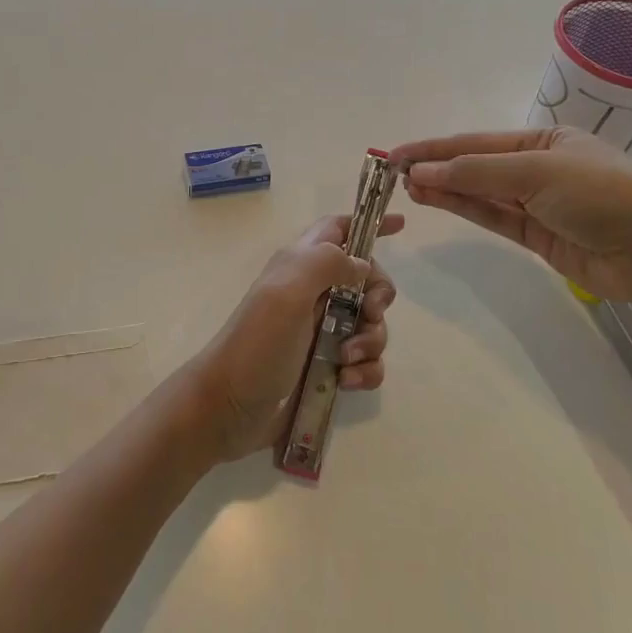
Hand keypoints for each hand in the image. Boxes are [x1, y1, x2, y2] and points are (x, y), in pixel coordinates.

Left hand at [182, 213, 403, 463]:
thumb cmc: (257, 343)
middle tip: (369, 312)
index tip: (401, 226)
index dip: (368, 224)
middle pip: (366, 280)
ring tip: (346, 359)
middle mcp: (312, 294)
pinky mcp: (327, 368)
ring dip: (370, 341)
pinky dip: (365, 370)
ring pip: (370, 325)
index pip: (337, 229)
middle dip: (378, 296)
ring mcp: (320, 332)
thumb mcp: (287, 290)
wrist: (230, 408)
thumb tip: (362, 265)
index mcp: (299, 265)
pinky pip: (366, 362)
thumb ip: (327, 263)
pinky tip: (347, 382)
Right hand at [390, 126, 631, 307]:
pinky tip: (435, 199)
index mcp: (545, 140)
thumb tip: (420, 173)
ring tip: (405, 186)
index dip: (434, 147)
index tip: (395, 154)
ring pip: (479, 193)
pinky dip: (463, 208)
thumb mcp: (537, 171)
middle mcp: (539, 167)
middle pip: (475, 165)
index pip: (477, 141)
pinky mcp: (537, 235)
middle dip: (435, 166)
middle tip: (392, 173)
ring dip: (444, 188)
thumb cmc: (603, 194)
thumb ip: (476, 173)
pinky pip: (492, 216)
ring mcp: (538, 203)